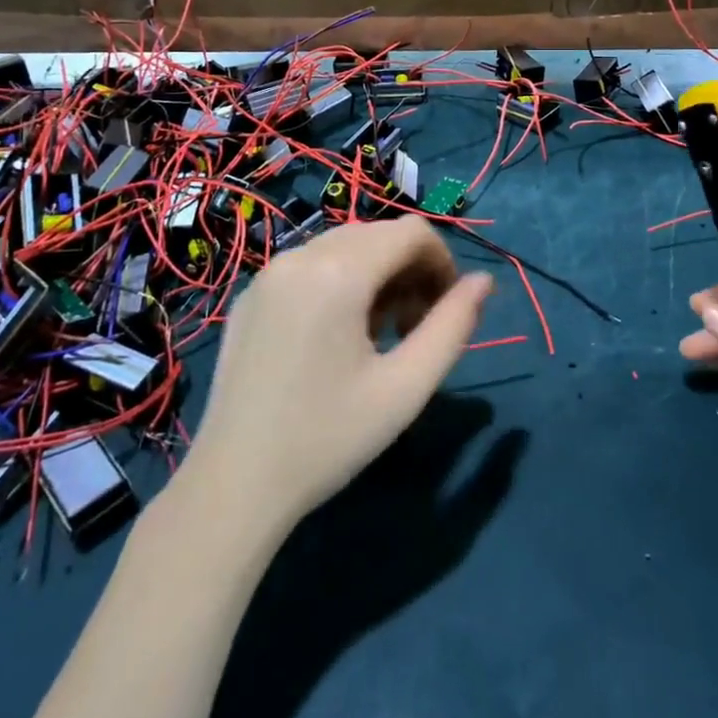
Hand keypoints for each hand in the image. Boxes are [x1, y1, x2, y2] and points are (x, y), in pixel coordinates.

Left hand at [187, 218, 493, 533]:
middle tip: (413, 328)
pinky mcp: (252, 294)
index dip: (443, 263)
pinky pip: (311, 264)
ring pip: (345, 246)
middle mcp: (300, 255)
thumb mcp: (405, 387)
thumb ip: (452, 327)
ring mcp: (269, 272)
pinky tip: (336, 336)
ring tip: (379, 335)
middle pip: (378, 234)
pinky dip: (340, 281)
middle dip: (410, 269)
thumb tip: (483, 282)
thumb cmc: (328, 439)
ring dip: (377, 275)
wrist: (233, 485)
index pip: (412, 232)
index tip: (445, 311)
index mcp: (338, 272)